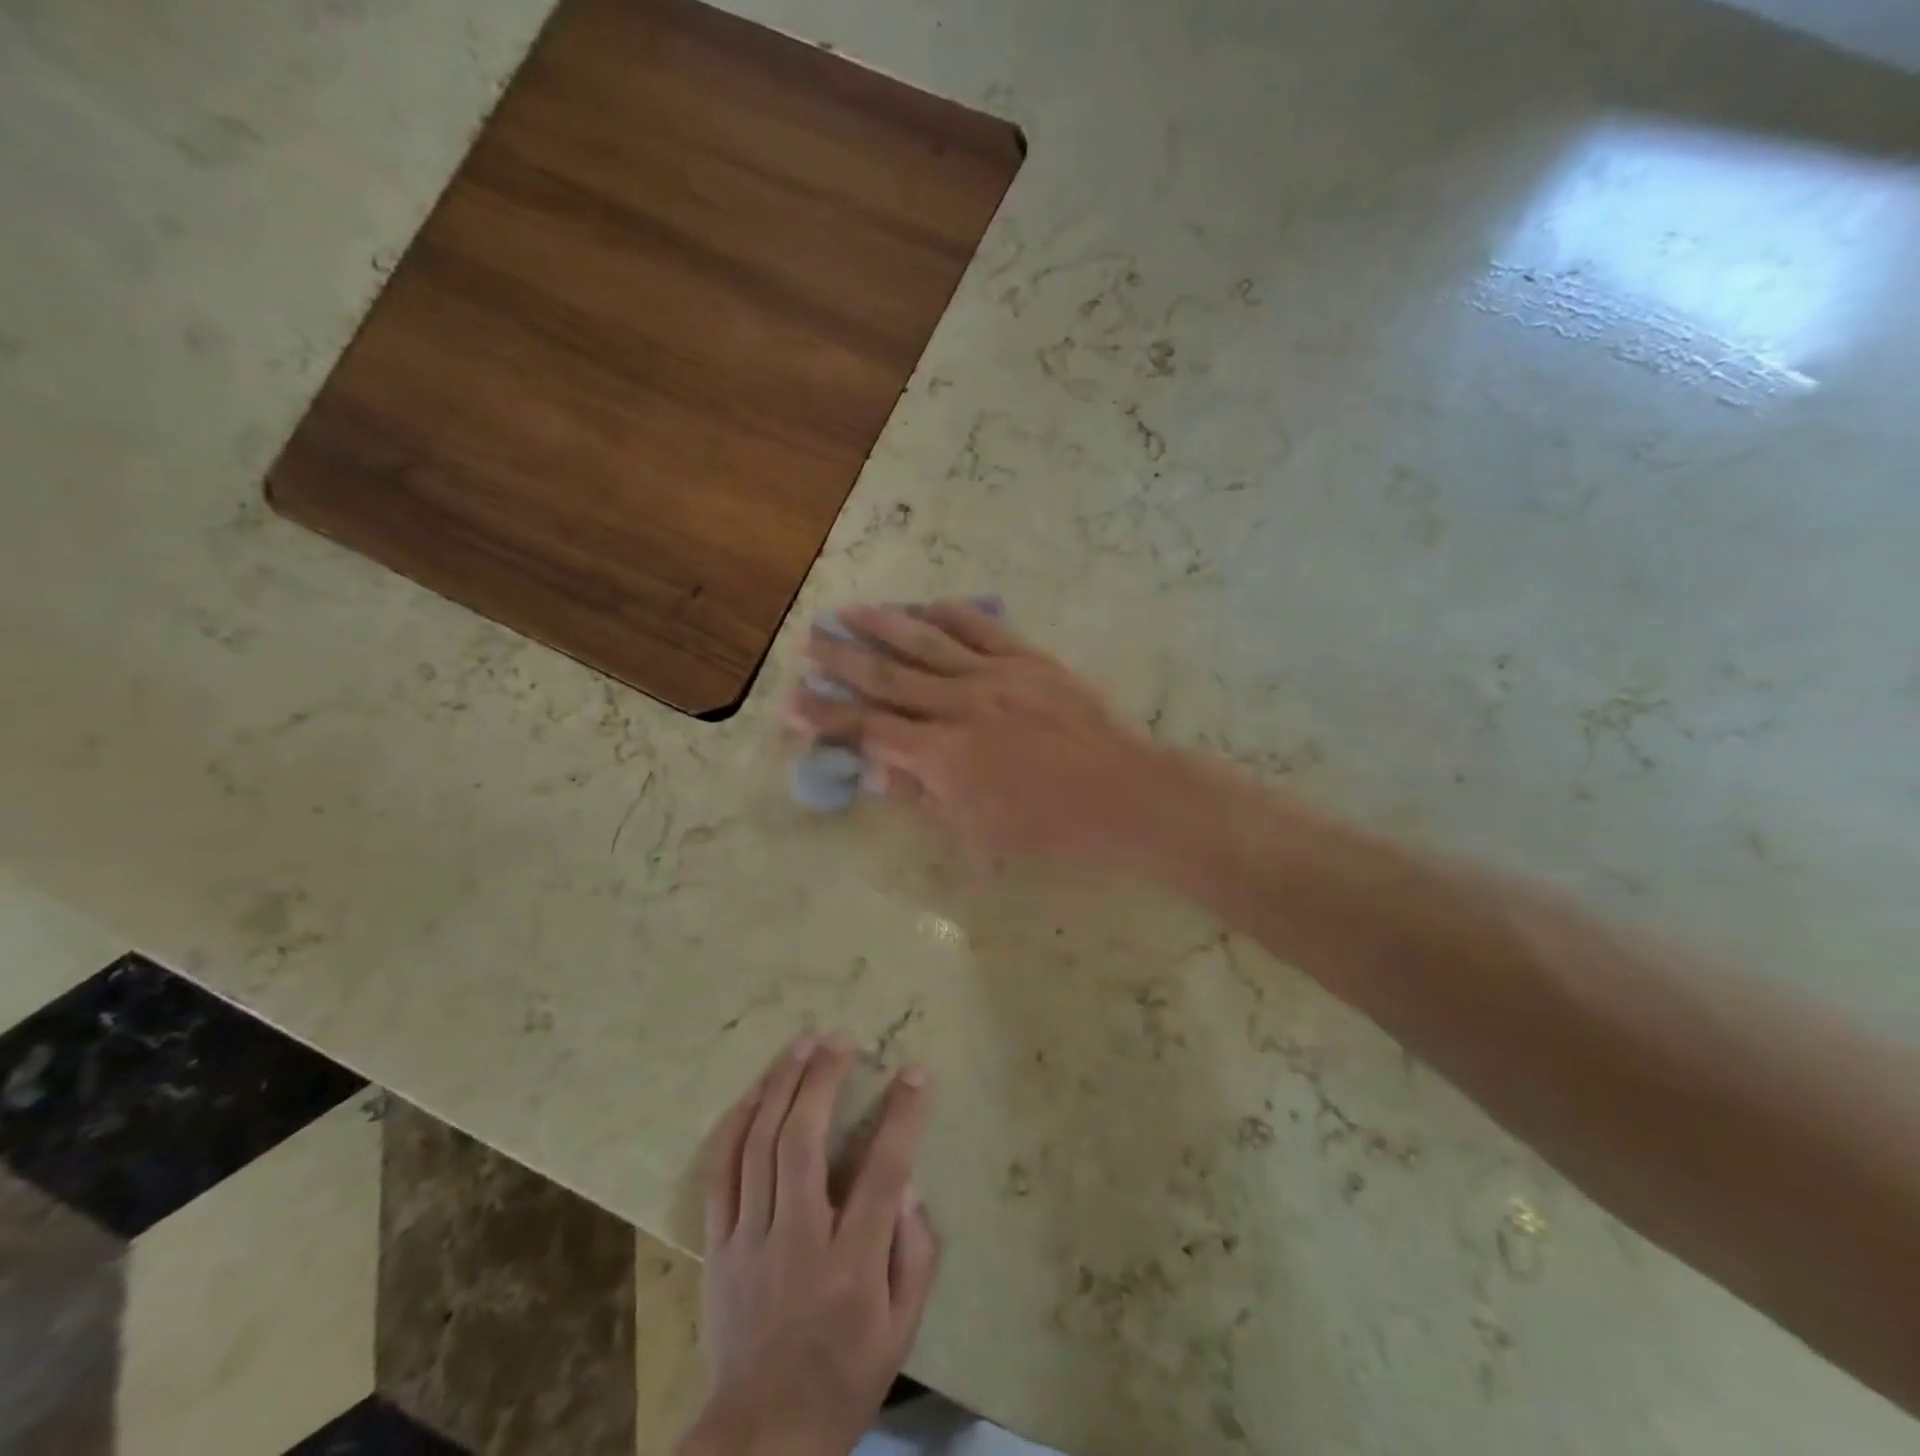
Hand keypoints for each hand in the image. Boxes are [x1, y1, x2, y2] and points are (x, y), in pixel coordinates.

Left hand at [678, 1035, 939, 1455]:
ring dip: (782, 1085)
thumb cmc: (844, 1378)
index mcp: (851, 1265)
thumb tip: (908, 1185)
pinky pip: (722, 1170)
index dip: (902, 1114)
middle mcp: (798, 1240)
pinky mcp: (718, 1243)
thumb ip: (915, 1253)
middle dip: (824, 1079)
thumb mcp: (901, 1330)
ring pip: (760, 1144)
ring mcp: (751, 1238)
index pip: (882, 1172)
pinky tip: (756, 1090)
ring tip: (801, 1043)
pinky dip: (737, 1123)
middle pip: (804, 1141)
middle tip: (841, 1039)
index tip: (915, 1071)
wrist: (760, 1437)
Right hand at [786, 601, 1173, 862]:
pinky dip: (948, 614)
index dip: (827, 717)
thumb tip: (874, 769)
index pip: (870, 729)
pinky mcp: (1027, 659)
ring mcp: (995, 676)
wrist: (1119, 794)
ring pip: (926, 642)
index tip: (791, 702)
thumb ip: (921, 794)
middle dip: (842, 659)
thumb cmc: (1047, 828)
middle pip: (887, 676)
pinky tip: (923, 604)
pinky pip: (980, 628)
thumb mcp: (975, 829)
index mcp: (943, 754)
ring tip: (848, 610)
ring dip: (882, 625)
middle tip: (808, 640)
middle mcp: (960, 705)